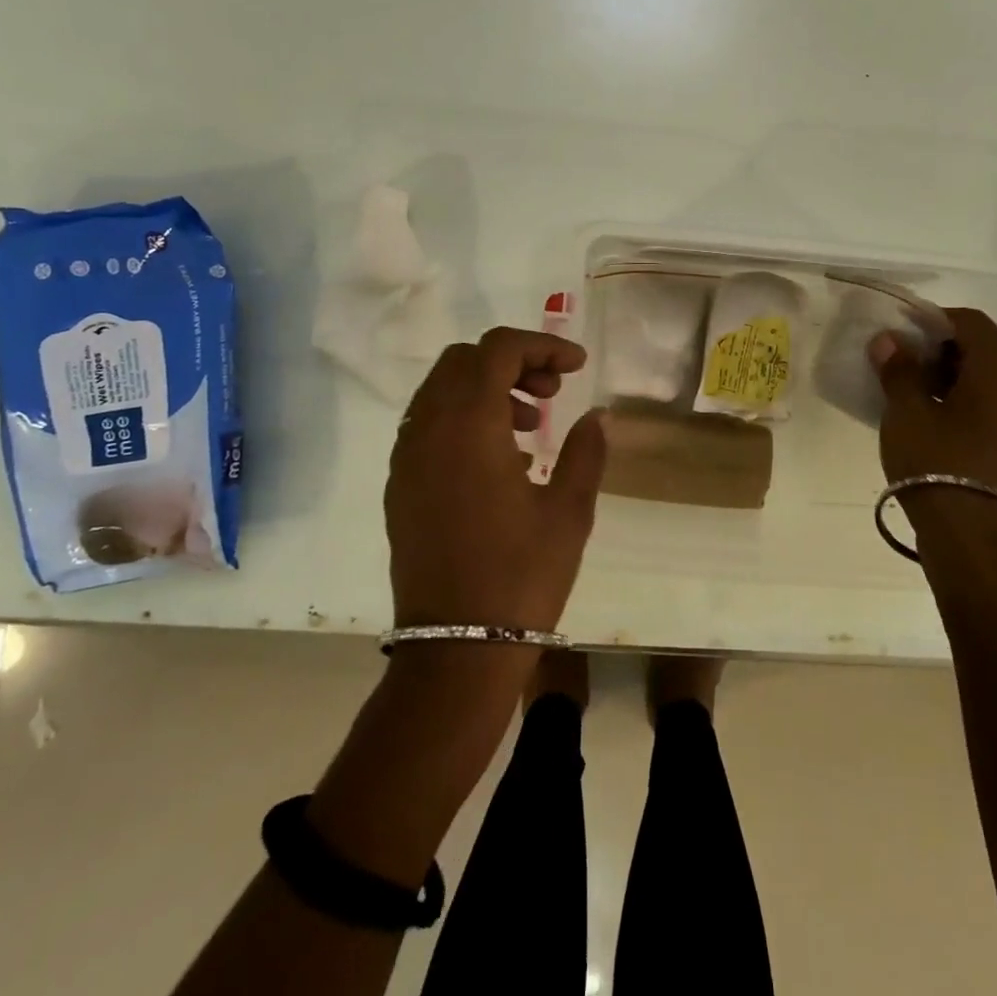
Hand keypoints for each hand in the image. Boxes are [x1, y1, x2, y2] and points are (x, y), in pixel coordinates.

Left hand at [385, 327, 606, 632]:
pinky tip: (500, 458)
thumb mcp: (569, 511)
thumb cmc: (520, 576)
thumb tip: (597, 415)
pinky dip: (463, 417)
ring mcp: (406, 458)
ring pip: (440, 390)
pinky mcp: (399, 486)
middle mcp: (428, 430)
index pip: (498, 350)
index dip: (542, 345)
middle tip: (552, 392)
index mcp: (469, 425)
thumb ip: (585, 450)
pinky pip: (428, 424)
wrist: (455, 650)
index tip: (577, 366)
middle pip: (463, 360)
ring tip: (531, 426)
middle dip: (512, 361)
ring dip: (486, 388)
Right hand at [869, 307, 996, 503]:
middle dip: (948, 350)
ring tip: (923, 397)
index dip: (934, 320)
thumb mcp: (906, 411)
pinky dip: (977, 403)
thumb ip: (899, 369)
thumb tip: (889, 340)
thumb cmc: (938, 462)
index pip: (970, 321)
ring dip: (963, 378)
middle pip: (989, 349)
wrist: (976, 539)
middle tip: (910, 365)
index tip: (903, 335)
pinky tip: (946, 424)